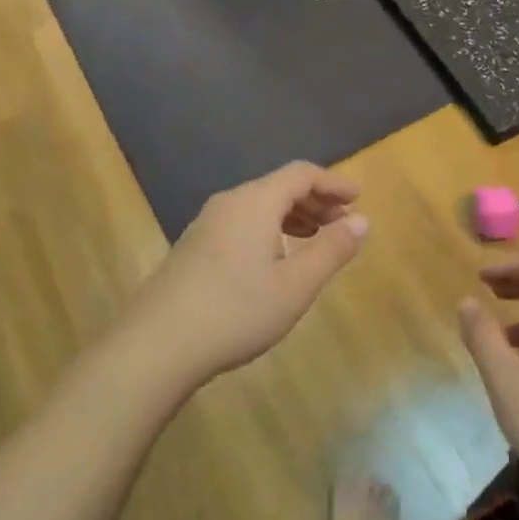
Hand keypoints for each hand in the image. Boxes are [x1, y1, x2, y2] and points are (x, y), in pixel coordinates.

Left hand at [118, 162, 367, 389]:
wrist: (156, 344)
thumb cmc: (236, 311)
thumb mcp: (296, 285)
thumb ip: (332, 250)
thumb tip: (362, 220)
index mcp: (255, 202)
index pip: (301, 174)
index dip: (333, 182)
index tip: (357, 198)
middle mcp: (229, 203)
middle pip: (278, 186)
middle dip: (315, 199)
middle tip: (342, 220)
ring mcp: (206, 224)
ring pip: (258, 206)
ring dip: (292, 215)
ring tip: (315, 236)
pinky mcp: (193, 247)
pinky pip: (241, 222)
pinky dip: (269, 228)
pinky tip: (274, 259)